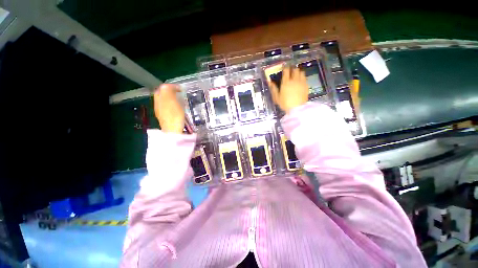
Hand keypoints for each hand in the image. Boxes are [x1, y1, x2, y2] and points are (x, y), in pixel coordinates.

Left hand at [153, 84, 184, 133]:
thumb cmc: (174, 115)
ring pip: (163, 100)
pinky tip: (176, 108)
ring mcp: (160, 110)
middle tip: (179, 93)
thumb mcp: (172, 101)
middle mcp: (157, 103)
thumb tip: (168, 85)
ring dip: (170, 97)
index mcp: (159, 98)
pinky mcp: (163, 116)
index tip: (181, 89)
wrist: (172, 130)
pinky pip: (165, 106)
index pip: (164, 87)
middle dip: (170, 91)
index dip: (172, 86)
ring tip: (178, 99)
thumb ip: (168, 91)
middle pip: (162, 93)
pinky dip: (170, 104)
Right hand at [267, 67, 308, 113]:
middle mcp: (294, 80)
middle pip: (295, 69)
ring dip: (298, 71)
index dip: (285, 67)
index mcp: (286, 82)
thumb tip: (269, 81)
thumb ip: (273, 89)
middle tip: (290, 70)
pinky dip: (302, 76)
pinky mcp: (306, 86)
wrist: (297, 108)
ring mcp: (301, 82)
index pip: (286, 71)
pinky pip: (305, 77)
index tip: (284, 67)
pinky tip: (300, 80)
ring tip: (296, 74)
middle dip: (292, 68)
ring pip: (301, 72)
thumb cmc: (285, 103)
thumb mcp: (276, 97)